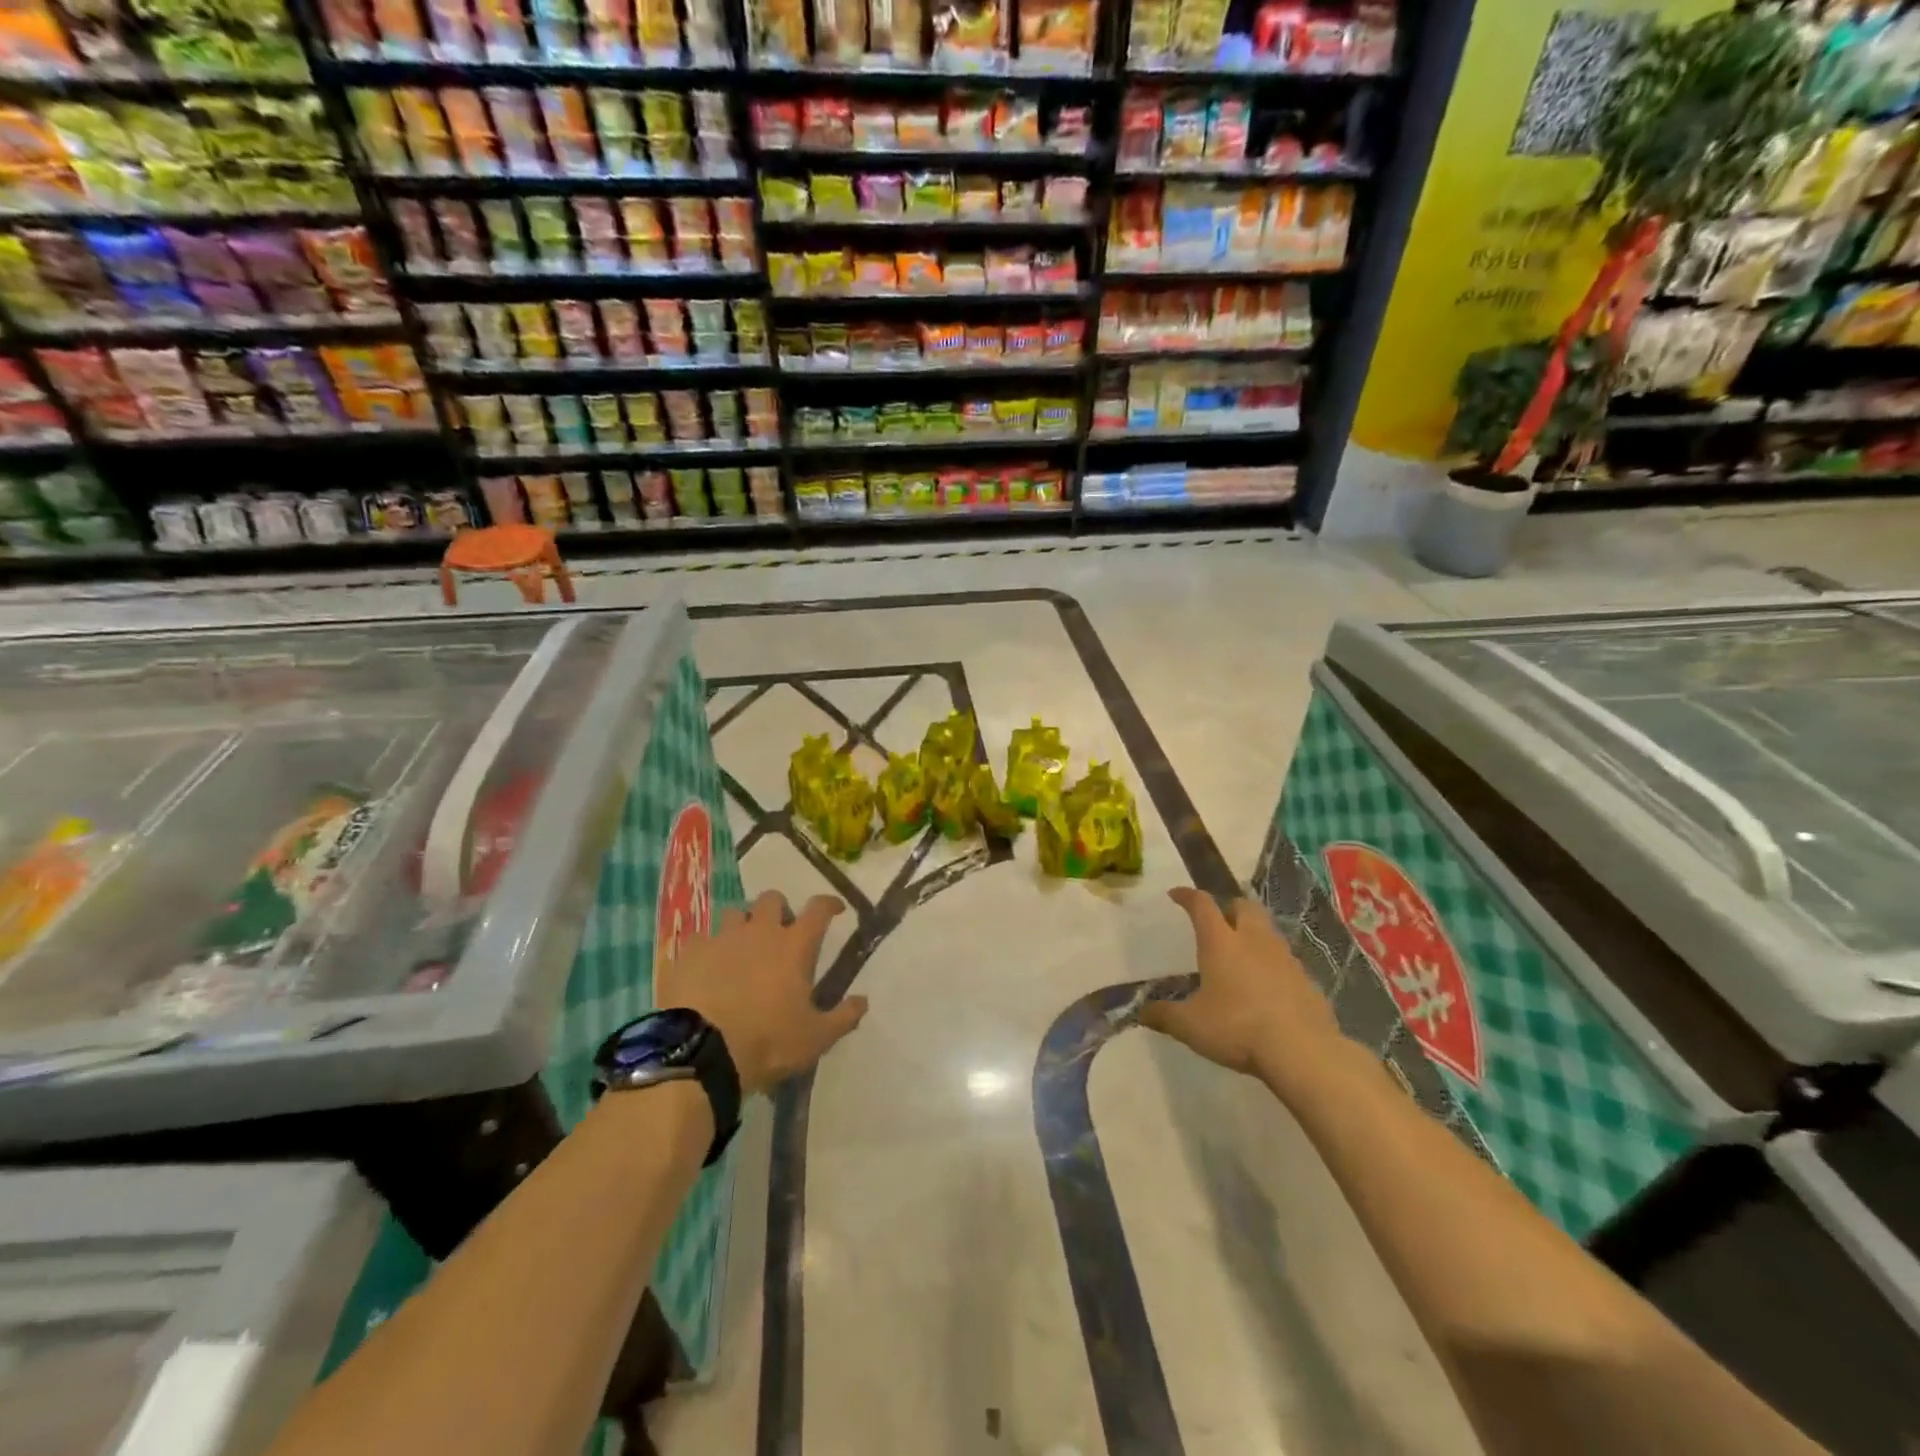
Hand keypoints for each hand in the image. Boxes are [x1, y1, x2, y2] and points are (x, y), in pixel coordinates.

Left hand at [658, 891, 867, 1095]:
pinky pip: (700, 938)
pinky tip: (706, 967)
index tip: (836, 909)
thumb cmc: (768, 1042)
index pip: (819, 909)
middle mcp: (759, 932)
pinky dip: (707, 948)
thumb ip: (844, 1016)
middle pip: (772, 899)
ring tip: (742, 948)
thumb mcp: (816, 1038)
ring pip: (735, 913)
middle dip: (779, 909)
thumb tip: (863, 1000)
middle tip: (781, 932)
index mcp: (794, 946)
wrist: (701, 1053)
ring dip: (743, 924)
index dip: (829, 904)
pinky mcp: (689, 953)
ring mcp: (721, 938)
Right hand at [1140, 887, 1345, 1090]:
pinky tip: (1267, 987)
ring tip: (1241, 954)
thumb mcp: (1190, 1026)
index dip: (1187, 896)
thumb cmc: (1238, 1028)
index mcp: (1221, 943)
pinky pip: (1286, 961)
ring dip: (1253, 934)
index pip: (1202, 905)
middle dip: (1229, 907)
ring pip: (1268, 931)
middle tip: (1218, 921)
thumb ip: (1164, 1016)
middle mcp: (1254, 940)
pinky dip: (1273, 964)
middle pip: (1243, 906)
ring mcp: (1285, 958)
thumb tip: (1140, 1012)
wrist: (1303, 1051)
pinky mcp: (1307, 980)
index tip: (1176, 894)